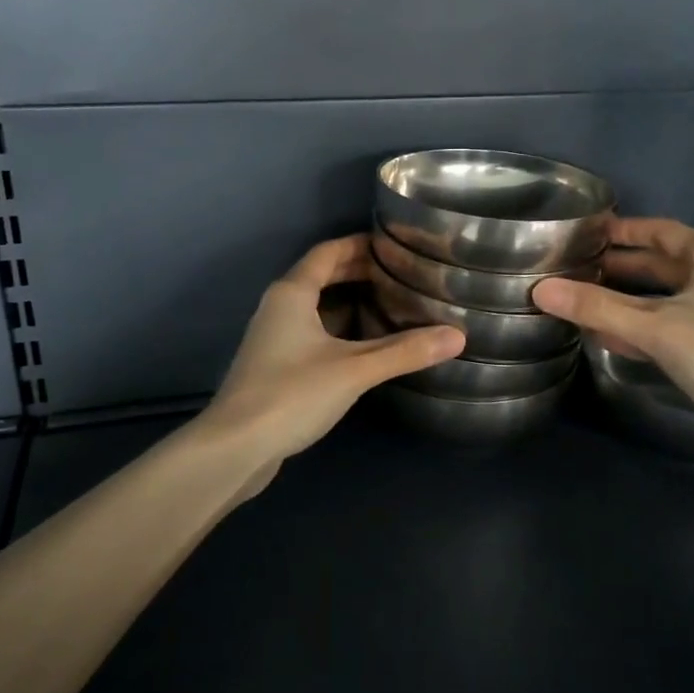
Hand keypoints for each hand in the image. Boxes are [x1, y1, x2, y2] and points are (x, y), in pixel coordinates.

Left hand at [198, 234, 465, 483]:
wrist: (235, 447)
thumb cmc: (291, 394)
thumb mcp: (354, 370)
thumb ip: (404, 351)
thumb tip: (457, 335)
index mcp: (292, 293)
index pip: (328, 252)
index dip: (360, 244)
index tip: (394, 245)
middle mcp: (279, 307)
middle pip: (321, 276)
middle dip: (359, 272)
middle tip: (401, 275)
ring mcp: (274, 337)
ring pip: (316, 307)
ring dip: (350, 302)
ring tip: (391, 305)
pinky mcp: (276, 365)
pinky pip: (312, 332)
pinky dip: (339, 329)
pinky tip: (364, 346)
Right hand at [531, 216, 693, 449]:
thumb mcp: (653, 327)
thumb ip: (597, 307)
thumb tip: (540, 289)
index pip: (660, 232)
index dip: (625, 230)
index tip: (589, 232)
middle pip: (659, 265)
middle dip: (618, 267)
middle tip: (576, 267)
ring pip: (661, 299)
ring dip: (624, 300)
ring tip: (581, 299)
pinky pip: (666, 326)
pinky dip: (638, 327)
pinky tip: (606, 335)